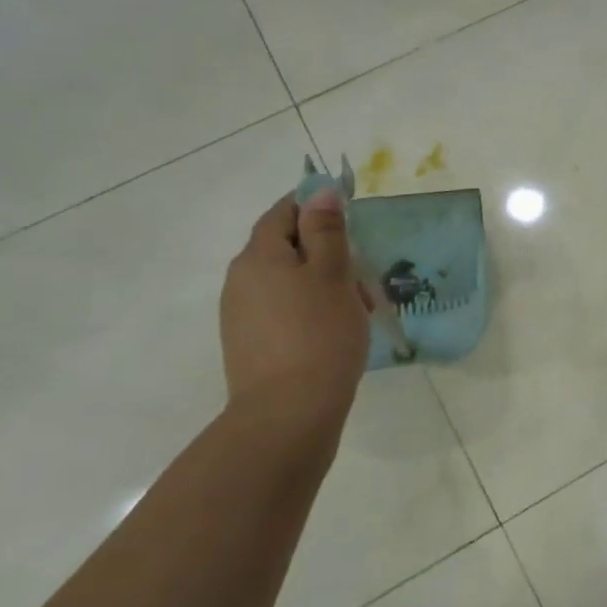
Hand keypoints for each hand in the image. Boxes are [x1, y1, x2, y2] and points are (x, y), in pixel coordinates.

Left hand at [220, 189, 370, 421]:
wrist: (288, 414)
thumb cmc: (319, 334)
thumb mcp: (333, 275)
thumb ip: (327, 230)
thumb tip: (320, 192)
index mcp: (259, 255)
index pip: (284, 212)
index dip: (315, 207)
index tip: (350, 220)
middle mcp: (241, 279)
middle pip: (286, 248)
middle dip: (326, 253)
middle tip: (364, 277)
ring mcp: (241, 315)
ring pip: (287, 282)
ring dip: (322, 285)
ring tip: (357, 310)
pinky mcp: (250, 345)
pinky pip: (283, 311)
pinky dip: (310, 311)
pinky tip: (335, 334)